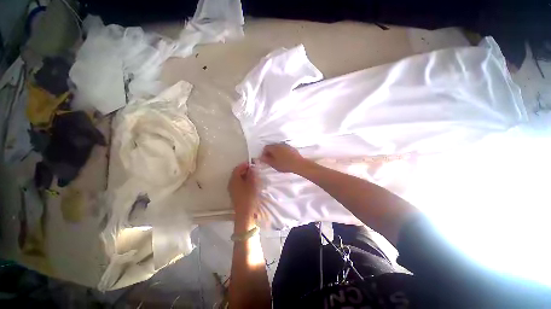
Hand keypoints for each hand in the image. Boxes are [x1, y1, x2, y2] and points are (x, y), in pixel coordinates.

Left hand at [228, 162, 258, 229]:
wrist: (245, 214)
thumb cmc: (249, 197)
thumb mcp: (252, 184)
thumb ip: (252, 174)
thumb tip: (252, 168)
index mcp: (234, 179)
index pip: (238, 168)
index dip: (244, 165)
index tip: (252, 163)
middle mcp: (231, 183)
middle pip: (237, 173)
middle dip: (245, 170)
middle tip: (254, 170)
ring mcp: (232, 189)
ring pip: (238, 179)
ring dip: (245, 176)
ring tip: (254, 176)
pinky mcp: (235, 194)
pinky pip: (239, 184)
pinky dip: (244, 181)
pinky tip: (251, 184)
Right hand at [260, 144, 306, 172]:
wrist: (298, 164)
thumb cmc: (284, 164)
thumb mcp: (274, 164)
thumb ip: (266, 160)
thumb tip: (261, 157)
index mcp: (274, 148)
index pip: (266, 147)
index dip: (264, 153)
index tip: (265, 159)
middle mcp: (280, 144)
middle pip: (272, 146)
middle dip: (270, 152)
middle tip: (270, 160)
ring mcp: (286, 145)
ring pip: (278, 147)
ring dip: (276, 152)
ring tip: (277, 160)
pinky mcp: (291, 148)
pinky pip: (284, 149)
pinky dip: (282, 152)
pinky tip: (284, 158)